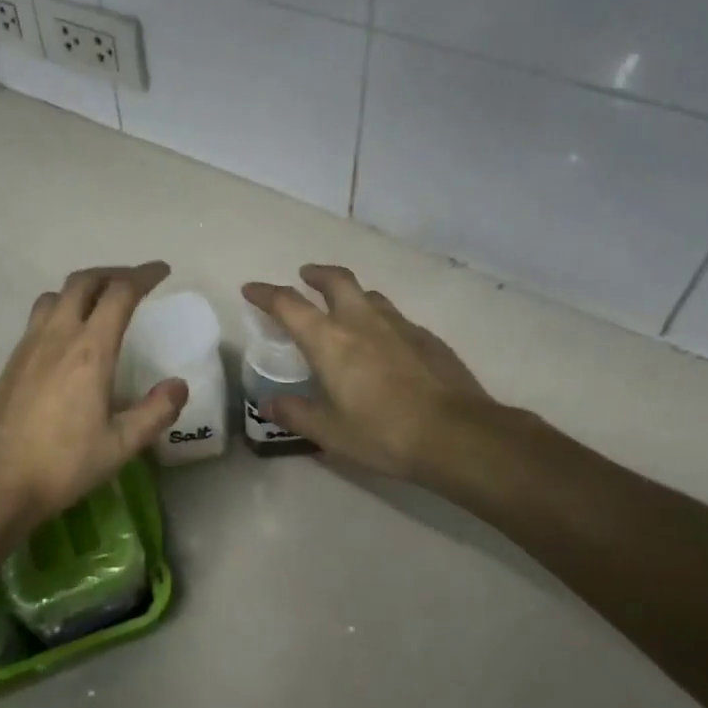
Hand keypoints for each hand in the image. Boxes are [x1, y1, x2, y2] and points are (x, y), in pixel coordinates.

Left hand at [0, 263, 187, 532]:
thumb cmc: (64, 464)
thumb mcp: (121, 445)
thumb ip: (155, 412)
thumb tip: (178, 385)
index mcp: (90, 351)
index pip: (120, 293)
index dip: (144, 275)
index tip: (162, 271)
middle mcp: (57, 336)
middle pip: (83, 282)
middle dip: (112, 274)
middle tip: (133, 282)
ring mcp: (29, 346)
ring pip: (56, 295)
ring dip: (82, 288)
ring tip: (99, 303)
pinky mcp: (11, 361)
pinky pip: (39, 317)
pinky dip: (61, 308)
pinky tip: (67, 336)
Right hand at [242, 264, 529, 484]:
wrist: (455, 434)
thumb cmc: (382, 432)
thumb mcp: (329, 431)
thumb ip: (295, 413)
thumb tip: (268, 402)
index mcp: (329, 340)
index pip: (288, 304)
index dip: (266, 293)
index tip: (251, 289)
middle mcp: (361, 321)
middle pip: (336, 280)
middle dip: (316, 274)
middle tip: (306, 277)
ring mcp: (399, 325)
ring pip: (369, 295)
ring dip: (351, 295)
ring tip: (345, 310)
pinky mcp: (427, 337)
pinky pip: (396, 318)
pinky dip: (380, 320)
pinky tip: (385, 344)